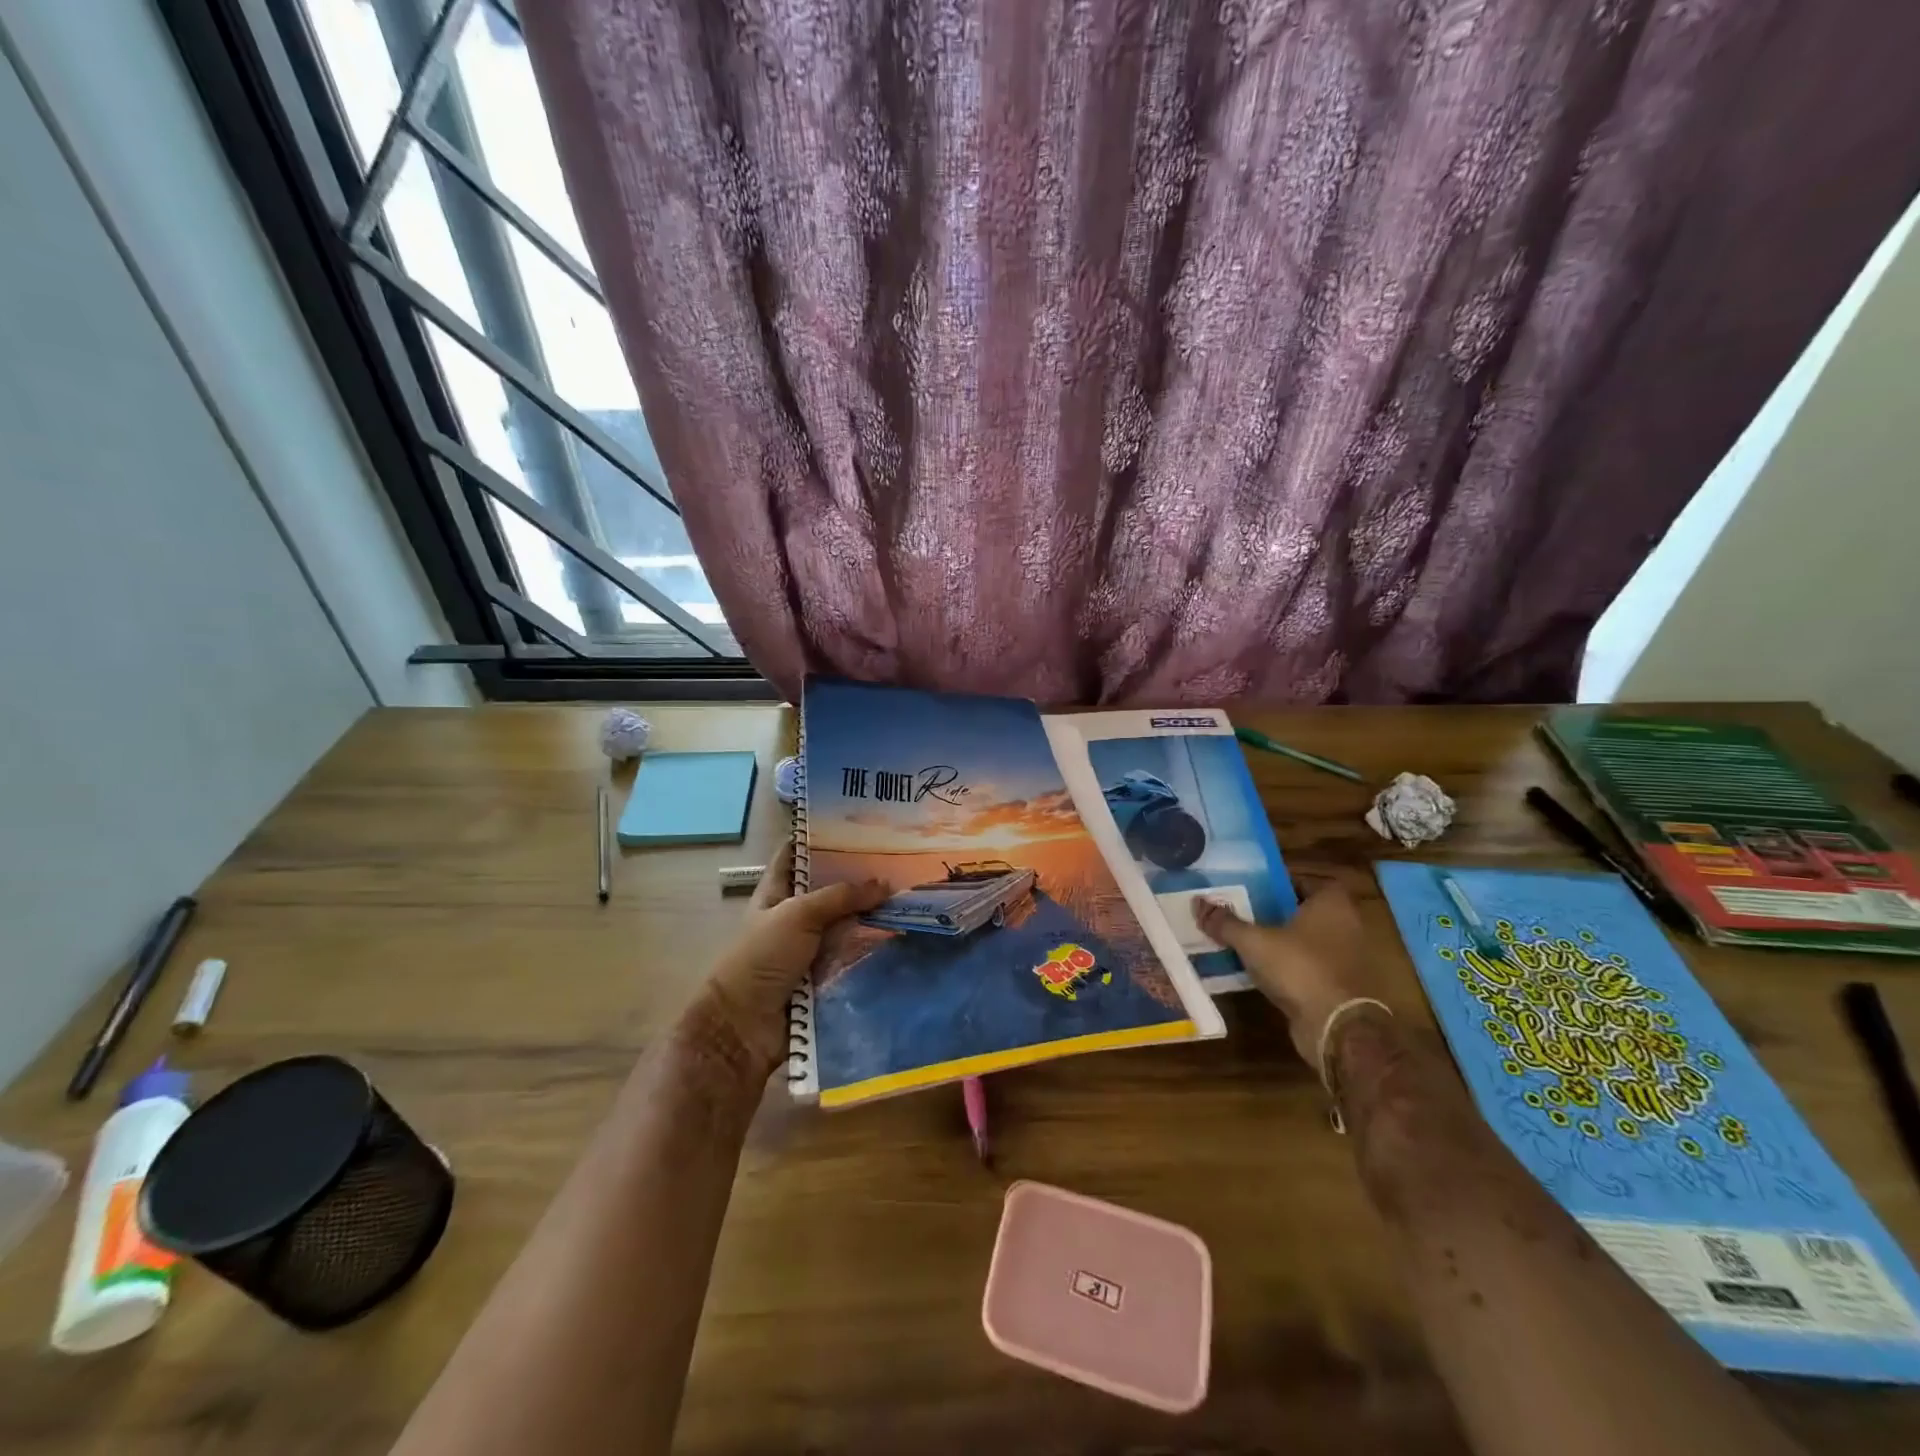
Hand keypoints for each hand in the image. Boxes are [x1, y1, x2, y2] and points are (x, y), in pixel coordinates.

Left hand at [678, 842, 887, 1085]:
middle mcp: (794, 917)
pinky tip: (907, 935)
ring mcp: (810, 949)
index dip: (819, 837)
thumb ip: (841, 896)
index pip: (795, 854)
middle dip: (860, 878)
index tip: (855, 822)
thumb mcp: (798, 915)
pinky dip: (875, 949)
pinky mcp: (825, 977)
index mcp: (776, 893)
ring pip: (847, 924)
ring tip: (914, 895)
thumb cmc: (762, 957)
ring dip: (873, 916)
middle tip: (902, 860)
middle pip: (830, 890)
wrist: (745, 1027)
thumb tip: (885, 883)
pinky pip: (854, 957)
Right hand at [1196, 886, 1378, 1072]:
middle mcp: (1346, 925)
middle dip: (1275, 912)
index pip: (1305, 880)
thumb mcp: (1253, 941)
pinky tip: (1260, 971)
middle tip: (1242, 912)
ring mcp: (1346, 958)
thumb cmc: (1300, 968)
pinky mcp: (1340, 987)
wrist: (1337, 1027)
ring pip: (1306, 941)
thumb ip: (1225, 922)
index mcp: (1332, 903)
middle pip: (1304, 910)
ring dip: (1281, 942)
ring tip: (1245, 941)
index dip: (1278, 882)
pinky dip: (1289, 967)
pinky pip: (1309, 967)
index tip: (1251, 887)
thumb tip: (1197, 903)